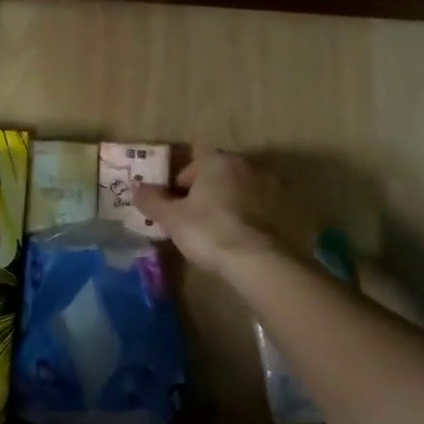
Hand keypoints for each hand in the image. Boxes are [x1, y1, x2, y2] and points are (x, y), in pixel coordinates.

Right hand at [132, 151, 285, 276]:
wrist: (258, 262)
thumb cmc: (208, 231)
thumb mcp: (171, 217)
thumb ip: (151, 200)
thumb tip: (136, 187)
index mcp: (220, 161)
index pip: (195, 160)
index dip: (181, 181)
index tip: (175, 204)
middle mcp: (249, 166)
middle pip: (220, 174)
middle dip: (206, 191)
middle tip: (193, 219)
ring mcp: (273, 189)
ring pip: (241, 192)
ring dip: (230, 204)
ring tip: (217, 232)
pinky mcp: (288, 213)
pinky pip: (260, 211)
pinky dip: (249, 220)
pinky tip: (239, 241)